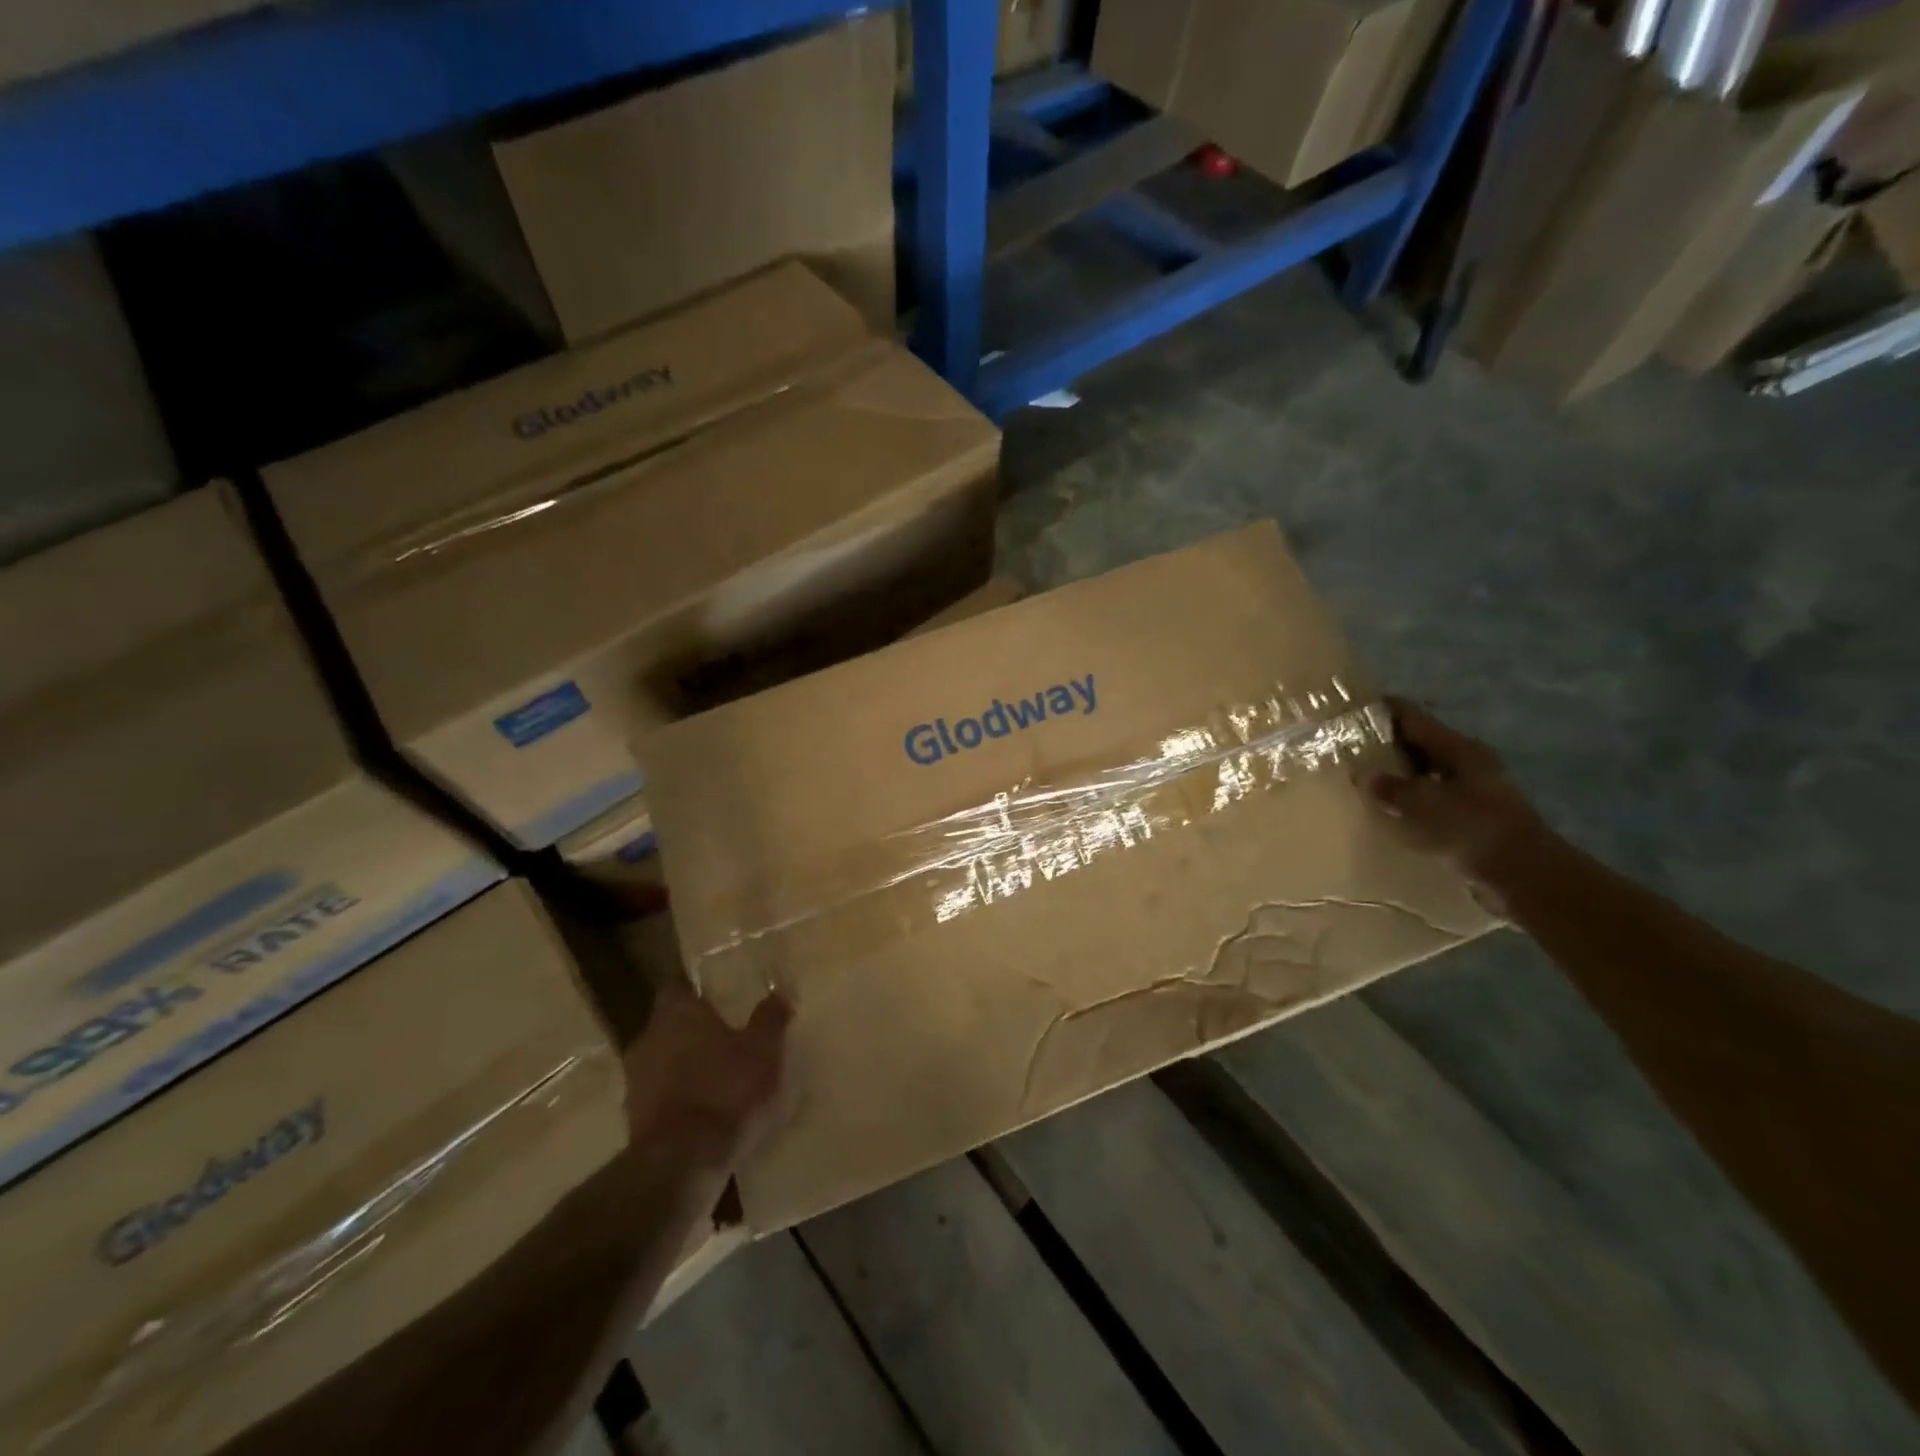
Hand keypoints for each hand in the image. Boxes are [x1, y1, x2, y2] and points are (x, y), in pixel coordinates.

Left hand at [622, 978, 790, 1176]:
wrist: (682, 1163)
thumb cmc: (726, 1090)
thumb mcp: (764, 1050)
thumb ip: (770, 1019)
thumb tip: (778, 992)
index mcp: (676, 1013)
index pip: (678, 987)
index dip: (696, 990)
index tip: (716, 997)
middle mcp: (648, 1039)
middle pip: (669, 1025)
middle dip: (693, 1030)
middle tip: (724, 1036)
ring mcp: (635, 1081)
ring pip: (662, 1061)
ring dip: (684, 1066)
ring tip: (717, 1077)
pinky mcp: (633, 1120)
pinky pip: (660, 1097)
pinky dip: (678, 1098)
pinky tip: (704, 1111)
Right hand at [1358, 698, 1552, 905]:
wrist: (1525, 877)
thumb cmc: (1474, 831)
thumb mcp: (1423, 806)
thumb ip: (1389, 788)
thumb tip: (1362, 774)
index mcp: (1458, 749)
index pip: (1412, 717)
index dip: (1380, 710)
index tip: (1347, 712)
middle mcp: (1466, 763)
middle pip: (1417, 743)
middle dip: (1383, 745)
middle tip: (1344, 750)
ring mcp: (1472, 790)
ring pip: (1423, 773)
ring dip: (1395, 775)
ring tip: (1359, 782)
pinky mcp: (1471, 817)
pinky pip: (1430, 799)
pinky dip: (1408, 801)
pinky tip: (1386, 812)